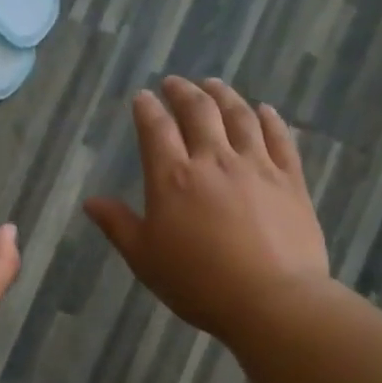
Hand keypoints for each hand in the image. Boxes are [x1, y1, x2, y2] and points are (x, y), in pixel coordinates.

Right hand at [84, 77, 328, 347]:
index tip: (142, 97)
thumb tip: (91, 201)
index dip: (147, 108)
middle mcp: (213, 160)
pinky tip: (264, 110)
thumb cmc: (198, 283)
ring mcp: (256, 166)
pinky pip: (280, 139)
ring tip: (214, 84)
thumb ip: (117, 225)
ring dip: (224, 95)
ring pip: (239, 117)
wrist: (272, 300)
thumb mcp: (144, 258)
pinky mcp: (290, 180)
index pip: (156, 128)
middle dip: (183, 92)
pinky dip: (270, 119)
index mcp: (172, 177)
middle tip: (175, 82)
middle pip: (198, 112)